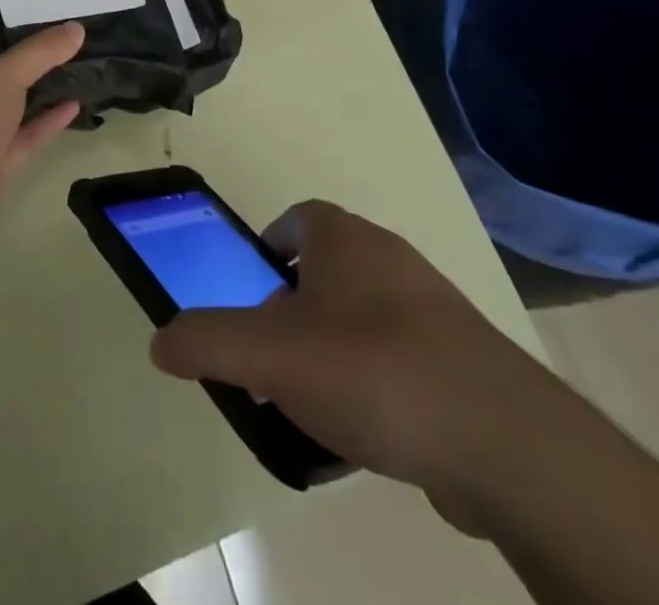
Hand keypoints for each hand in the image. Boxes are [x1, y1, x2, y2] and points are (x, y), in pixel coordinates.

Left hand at [0, 24, 84, 239]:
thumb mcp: (5, 71)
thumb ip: (42, 50)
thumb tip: (76, 26)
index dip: (3, 24)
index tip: (39, 15)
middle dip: (27, 58)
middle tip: (66, 41)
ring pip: (11, 104)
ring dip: (39, 91)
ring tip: (76, 71)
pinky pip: (23, 135)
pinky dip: (46, 121)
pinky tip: (75, 106)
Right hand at [149, 201, 568, 511]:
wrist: (500, 438)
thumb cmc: (371, 369)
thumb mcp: (269, 354)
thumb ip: (207, 341)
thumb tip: (159, 341)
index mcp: (343, 237)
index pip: (294, 219)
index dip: (266, 249)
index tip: (250, 294)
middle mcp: (388, 256)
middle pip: (325, 269)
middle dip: (293, 306)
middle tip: (271, 355)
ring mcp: (432, 305)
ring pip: (363, 314)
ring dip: (333, 346)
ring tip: (311, 401)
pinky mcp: (462, 357)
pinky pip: (400, 356)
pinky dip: (375, 381)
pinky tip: (366, 431)